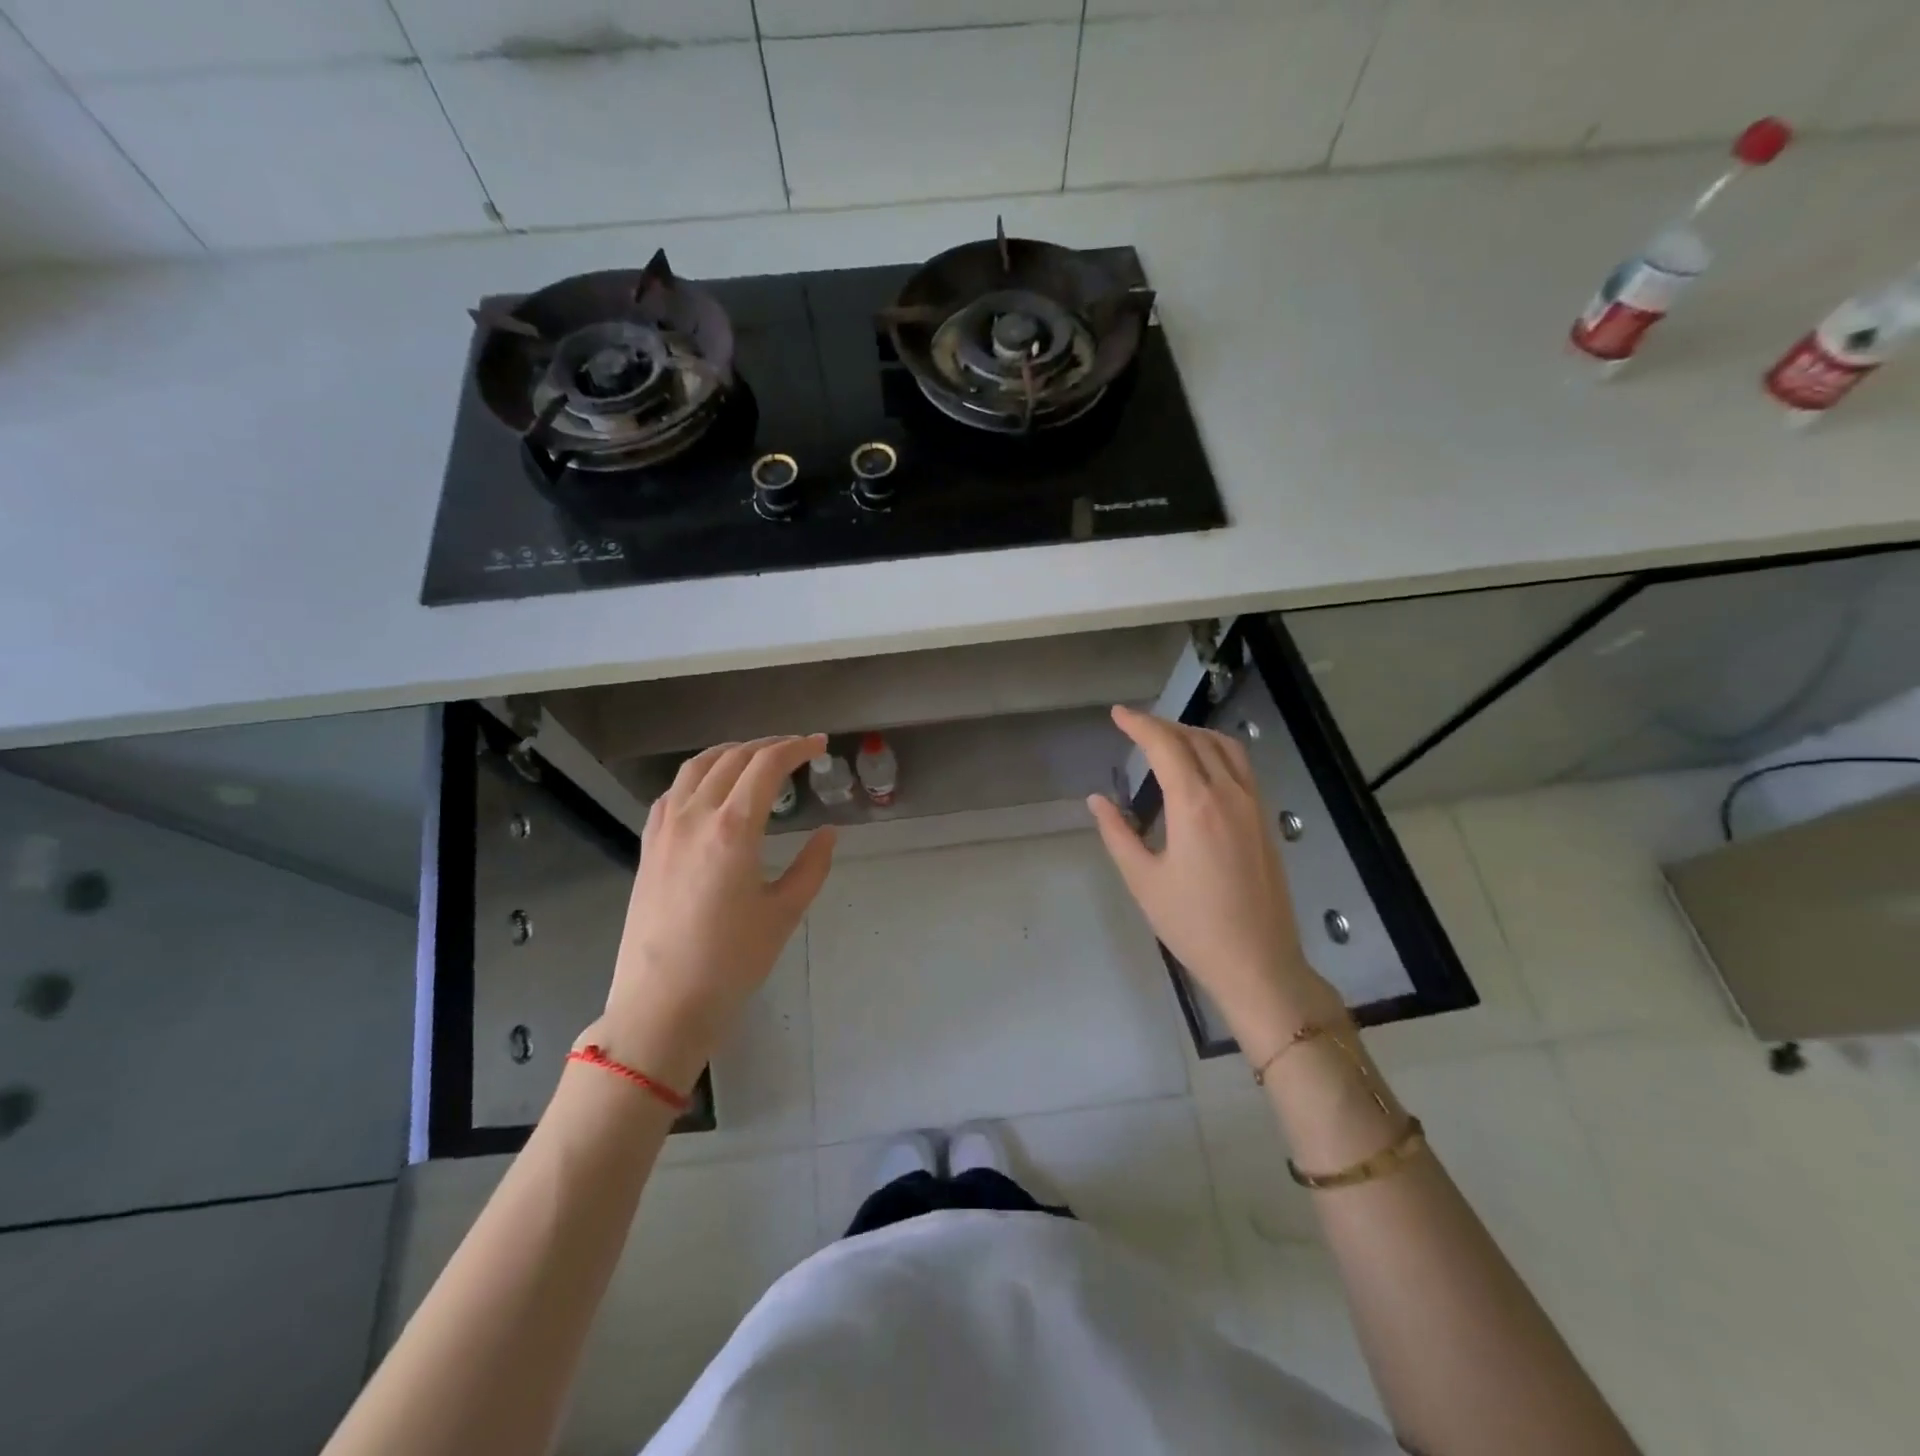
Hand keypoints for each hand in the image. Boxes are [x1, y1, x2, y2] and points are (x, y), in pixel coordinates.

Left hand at [594, 735, 835, 1092]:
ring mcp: (665, 830)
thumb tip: (829, 833)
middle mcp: (695, 817)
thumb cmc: (731, 962)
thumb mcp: (784, 913)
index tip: (821, 745)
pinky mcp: (648, 847)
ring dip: (730, 753)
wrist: (661, 1005)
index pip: (767, 766)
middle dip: (769, 746)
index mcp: (733, 828)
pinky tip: (710, 790)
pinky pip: (672, 793)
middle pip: (732, 759)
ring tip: (755, 758)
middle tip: (797, 750)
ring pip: (696, 768)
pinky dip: (697, 777)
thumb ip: (812, 866)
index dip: (797, 748)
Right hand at [1086, 705, 1337, 1055]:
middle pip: (1196, 740)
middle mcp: (1229, 794)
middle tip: (1134, 727)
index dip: (1139, 724)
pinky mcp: (1265, 821)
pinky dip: (1216, 751)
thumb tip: (1097, 800)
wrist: (1258, 962)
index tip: (1117, 714)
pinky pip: (1241, 767)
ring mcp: (1253, 805)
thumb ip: (1118, 834)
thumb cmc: (1192, 924)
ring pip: (1226, 748)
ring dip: (1193, 734)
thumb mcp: (1143, 880)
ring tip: (1166, 740)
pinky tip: (1200, 769)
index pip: (1166, 746)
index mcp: (1195, 805)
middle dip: (1163, 726)